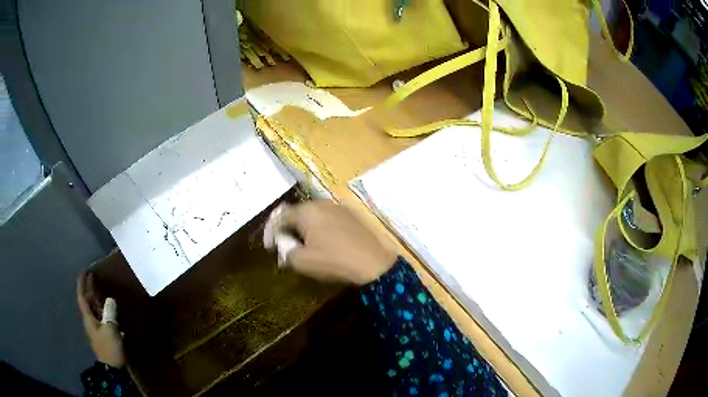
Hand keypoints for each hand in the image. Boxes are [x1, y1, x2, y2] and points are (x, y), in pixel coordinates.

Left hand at [77, 273, 125, 367]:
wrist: (113, 370)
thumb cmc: (109, 348)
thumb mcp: (110, 330)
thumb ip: (109, 313)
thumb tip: (110, 299)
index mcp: (88, 318)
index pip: (82, 297)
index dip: (82, 285)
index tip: (84, 272)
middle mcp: (90, 322)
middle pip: (87, 302)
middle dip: (88, 289)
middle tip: (93, 277)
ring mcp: (96, 330)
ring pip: (93, 310)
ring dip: (95, 299)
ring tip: (100, 291)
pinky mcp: (103, 336)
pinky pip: (100, 318)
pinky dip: (102, 310)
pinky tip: (109, 310)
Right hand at [263, 200, 397, 284]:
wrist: (374, 263)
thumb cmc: (334, 260)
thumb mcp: (303, 261)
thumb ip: (286, 252)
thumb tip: (284, 246)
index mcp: (306, 211)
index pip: (280, 217)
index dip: (271, 232)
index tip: (269, 247)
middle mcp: (321, 204)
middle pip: (296, 214)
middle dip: (288, 230)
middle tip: (285, 247)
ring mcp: (338, 208)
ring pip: (312, 216)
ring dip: (304, 230)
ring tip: (303, 246)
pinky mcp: (351, 215)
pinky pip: (327, 219)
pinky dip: (319, 229)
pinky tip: (322, 243)